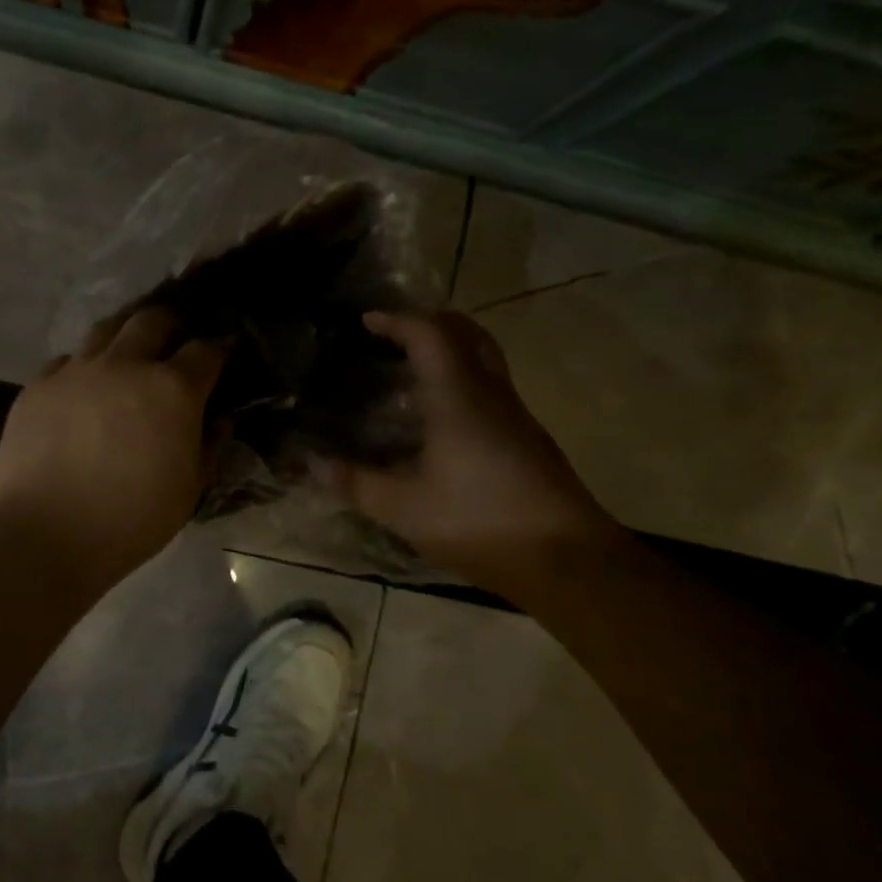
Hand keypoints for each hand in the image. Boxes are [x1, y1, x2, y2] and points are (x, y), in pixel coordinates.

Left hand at [0, 306, 225, 587]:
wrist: (45, 534)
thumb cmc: (131, 519)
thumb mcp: (189, 490)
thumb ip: (209, 446)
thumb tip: (219, 419)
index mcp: (172, 389)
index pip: (205, 350)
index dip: (221, 346)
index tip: (226, 348)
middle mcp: (126, 365)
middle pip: (153, 320)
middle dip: (172, 323)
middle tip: (177, 337)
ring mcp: (78, 371)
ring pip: (106, 329)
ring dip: (125, 334)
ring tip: (129, 350)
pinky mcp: (39, 385)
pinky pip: (67, 361)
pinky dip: (83, 367)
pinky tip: (83, 387)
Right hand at [317, 310, 619, 585]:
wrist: (569, 560)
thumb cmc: (480, 522)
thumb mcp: (404, 508)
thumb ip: (355, 483)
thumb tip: (312, 462)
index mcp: (459, 396)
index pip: (430, 334)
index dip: (397, 320)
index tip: (367, 321)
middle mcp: (491, 394)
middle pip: (467, 333)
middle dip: (430, 322)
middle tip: (394, 335)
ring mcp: (516, 415)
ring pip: (485, 359)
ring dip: (450, 350)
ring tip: (411, 371)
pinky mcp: (528, 439)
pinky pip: (491, 387)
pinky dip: (462, 380)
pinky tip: (441, 417)